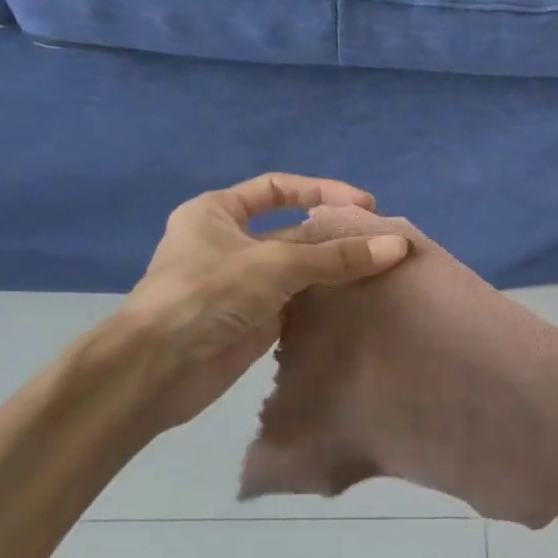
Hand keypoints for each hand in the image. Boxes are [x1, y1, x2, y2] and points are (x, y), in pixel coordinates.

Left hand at [114, 174, 410, 431]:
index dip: (322, 191)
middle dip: (336, 236)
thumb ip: (338, 257)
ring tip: (383, 271)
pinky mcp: (255, 320)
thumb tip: (398, 245)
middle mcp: (230, 243)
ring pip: (300, 270)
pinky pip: (299, 302)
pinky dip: (326, 301)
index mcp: (217, 213)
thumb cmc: (209, 294)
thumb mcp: (276, 264)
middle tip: (384, 243)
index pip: (278, 189)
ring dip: (336, 270)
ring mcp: (243, 284)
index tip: (365, 206)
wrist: (159, 369)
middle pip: (294, 231)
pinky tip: (360, 301)